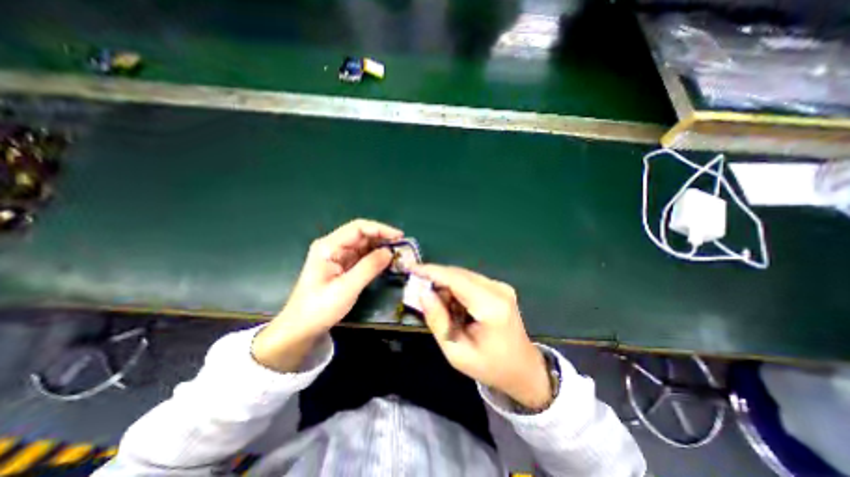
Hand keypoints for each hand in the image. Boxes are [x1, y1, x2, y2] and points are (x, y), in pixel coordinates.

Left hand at [251, 219, 402, 372]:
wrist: (302, 328)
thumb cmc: (320, 308)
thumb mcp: (346, 288)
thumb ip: (369, 267)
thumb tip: (390, 252)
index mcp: (329, 246)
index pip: (358, 228)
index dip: (380, 229)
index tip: (399, 236)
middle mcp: (334, 247)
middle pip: (362, 234)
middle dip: (382, 238)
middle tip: (402, 246)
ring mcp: (339, 256)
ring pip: (364, 245)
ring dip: (381, 247)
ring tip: (398, 253)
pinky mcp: (344, 266)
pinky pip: (363, 256)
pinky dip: (376, 257)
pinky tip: (387, 261)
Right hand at [409, 265, 555, 409]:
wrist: (523, 369)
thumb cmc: (489, 366)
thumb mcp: (456, 352)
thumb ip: (437, 320)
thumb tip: (423, 292)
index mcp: (491, 307)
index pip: (456, 279)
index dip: (431, 271)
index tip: (411, 268)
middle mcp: (498, 289)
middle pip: (459, 274)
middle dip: (436, 278)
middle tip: (417, 289)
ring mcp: (501, 286)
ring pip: (463, 275)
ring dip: (445, 284)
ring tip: (436, 303)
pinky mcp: (499, 287)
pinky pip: (470, 280)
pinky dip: (455, 287)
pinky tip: (452, 304)